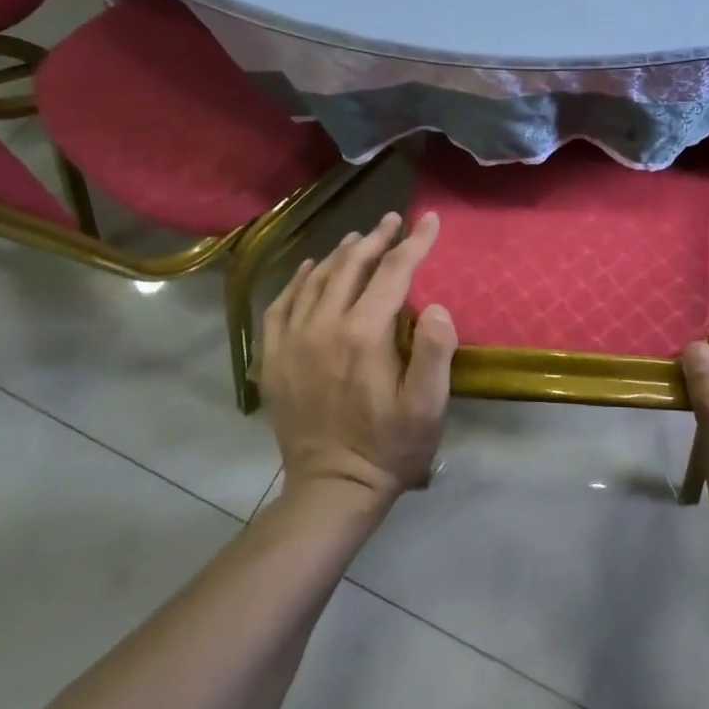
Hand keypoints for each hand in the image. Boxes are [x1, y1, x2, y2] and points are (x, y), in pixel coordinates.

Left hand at [257, 212, 457, 506]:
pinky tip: (308, 269)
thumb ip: (434, 351)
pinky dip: (297, 280)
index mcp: (364, 335)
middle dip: (376, 239)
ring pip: (314, 280)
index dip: (414, 243)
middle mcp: (323, 328)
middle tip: (394, 220)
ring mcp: (292, 342)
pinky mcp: (273, 359)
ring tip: (360, 240)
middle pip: (350, 268)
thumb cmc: (391, 447)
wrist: (332, 488)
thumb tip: (435, 305)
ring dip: (340, 254)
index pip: (392, 273)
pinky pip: (280, 306)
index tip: (429, 220)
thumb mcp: (428, 407)